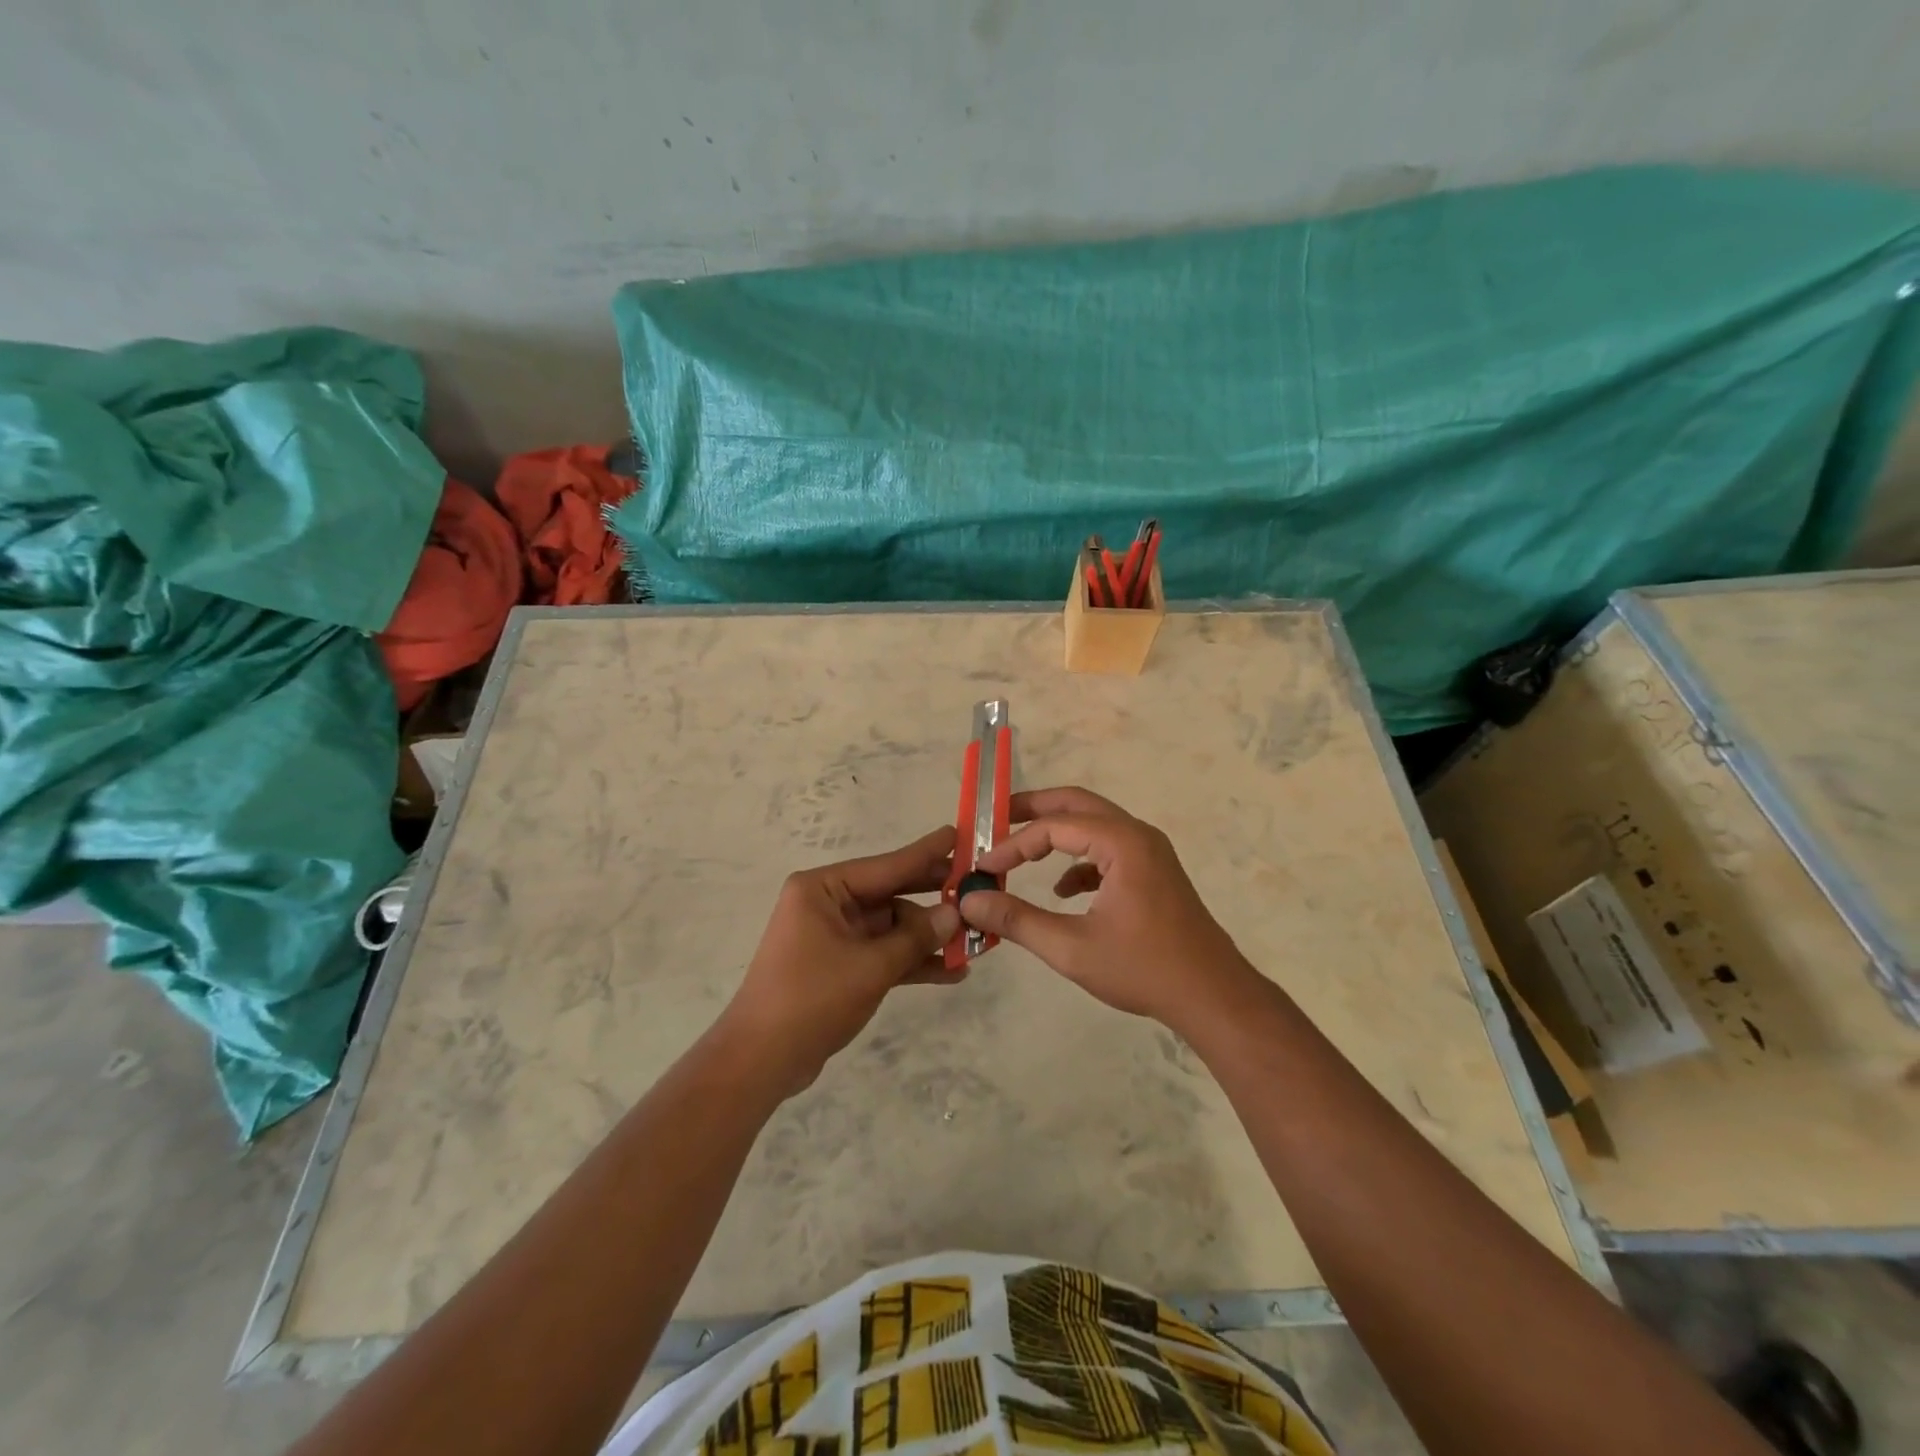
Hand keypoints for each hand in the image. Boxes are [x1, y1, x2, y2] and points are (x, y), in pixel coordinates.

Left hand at [716, 826, 963, 1097]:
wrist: (760, 1062)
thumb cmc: (811, 1000)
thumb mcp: (870, 967)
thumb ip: (915, 938)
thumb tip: (954, 914)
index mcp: (823, 889)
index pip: (886, 865)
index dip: (927, 853)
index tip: (960, 834)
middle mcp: (828, 904)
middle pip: (891, 894)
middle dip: (933, 898)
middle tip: (977, 889)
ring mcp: (834, 935)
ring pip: (892, 927)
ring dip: (927, 938)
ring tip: (974, 943)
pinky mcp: (840, 965)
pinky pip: (883, 953)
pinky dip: (911, 961)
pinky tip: (951, 972)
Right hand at [957, 787, 1254, 1030]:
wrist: (1214, 997)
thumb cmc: (1144, 969)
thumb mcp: (1071, 948)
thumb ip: (1017, 920)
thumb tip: (971, 902)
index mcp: (1122, 842)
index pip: (1054, 827)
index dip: (1014, 843)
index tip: (983, 866)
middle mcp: (1137, 835)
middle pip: (1076, 804)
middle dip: (1033, 810)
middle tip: (994, 818)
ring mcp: (1149, 852)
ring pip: (1093, 825)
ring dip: (1055, 833)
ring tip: (1019, 851)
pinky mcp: (1153, 872)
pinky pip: (1107, 849)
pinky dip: (1079, 860)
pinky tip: (1061, 891)